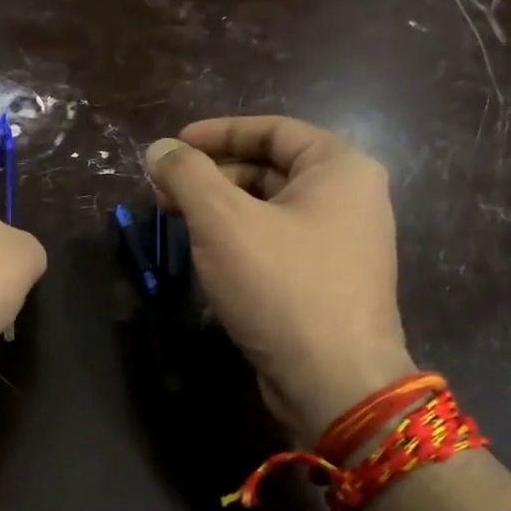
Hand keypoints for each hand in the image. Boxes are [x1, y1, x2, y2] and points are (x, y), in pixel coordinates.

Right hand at [146, 116, 413, 444]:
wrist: (334, 381)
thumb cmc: (282, 286)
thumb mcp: (223, 221)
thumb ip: (187, 176)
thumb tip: (159, 149)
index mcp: (340, 168)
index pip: (273, 129)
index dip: (218, 132)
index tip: (174, 145)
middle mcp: (351, 198)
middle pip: (271, 168)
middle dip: (213, 175)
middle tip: (165, 190)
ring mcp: (344, 243)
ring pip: (271, 209)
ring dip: (222, 208)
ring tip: (178, 220)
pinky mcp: (329, 281)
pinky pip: (278, 242)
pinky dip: (241, 238)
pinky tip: (207, 254)